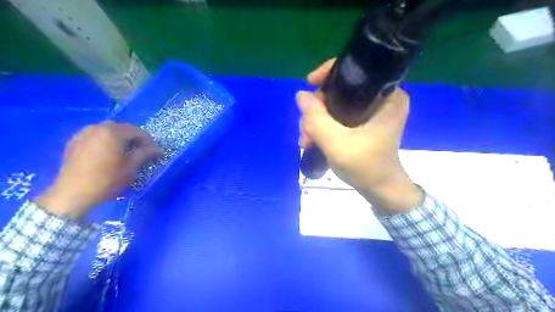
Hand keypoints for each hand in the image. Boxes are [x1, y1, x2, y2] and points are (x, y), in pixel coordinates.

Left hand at [37, 120, 158, 217]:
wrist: (72, 194)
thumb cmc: (106, 181)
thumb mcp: (131, 168)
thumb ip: (145, 154)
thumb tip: (158, 150)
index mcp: (113, 133)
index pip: (138, 132)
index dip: (149, 142)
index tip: (155, 153)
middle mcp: (98, 128)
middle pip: (124, 128)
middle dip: (135, 138)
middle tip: (142, 151)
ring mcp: (84, 133)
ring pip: (109, 129)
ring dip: (121, 137)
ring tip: (126, 151)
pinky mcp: (75, 141)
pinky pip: (96, 134)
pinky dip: (106, 139)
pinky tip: (109, 152)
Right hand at [300, 59, 420, 214]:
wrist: (379, 189)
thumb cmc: (365, 167)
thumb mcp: (336, 143)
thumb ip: (316, 118)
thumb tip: (300, 95)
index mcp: (387, 96)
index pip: (355, 71)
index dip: (329, 73)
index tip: (309, 83)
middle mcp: (382, 98)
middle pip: (340, 90)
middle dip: (317, 109)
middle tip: (304, 132)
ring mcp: (372, 110)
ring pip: (335, 104)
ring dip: (316, 120)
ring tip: (306, 141)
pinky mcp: (364, 121)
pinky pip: (338, 114)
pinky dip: (324, 125)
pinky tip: (312, 139)